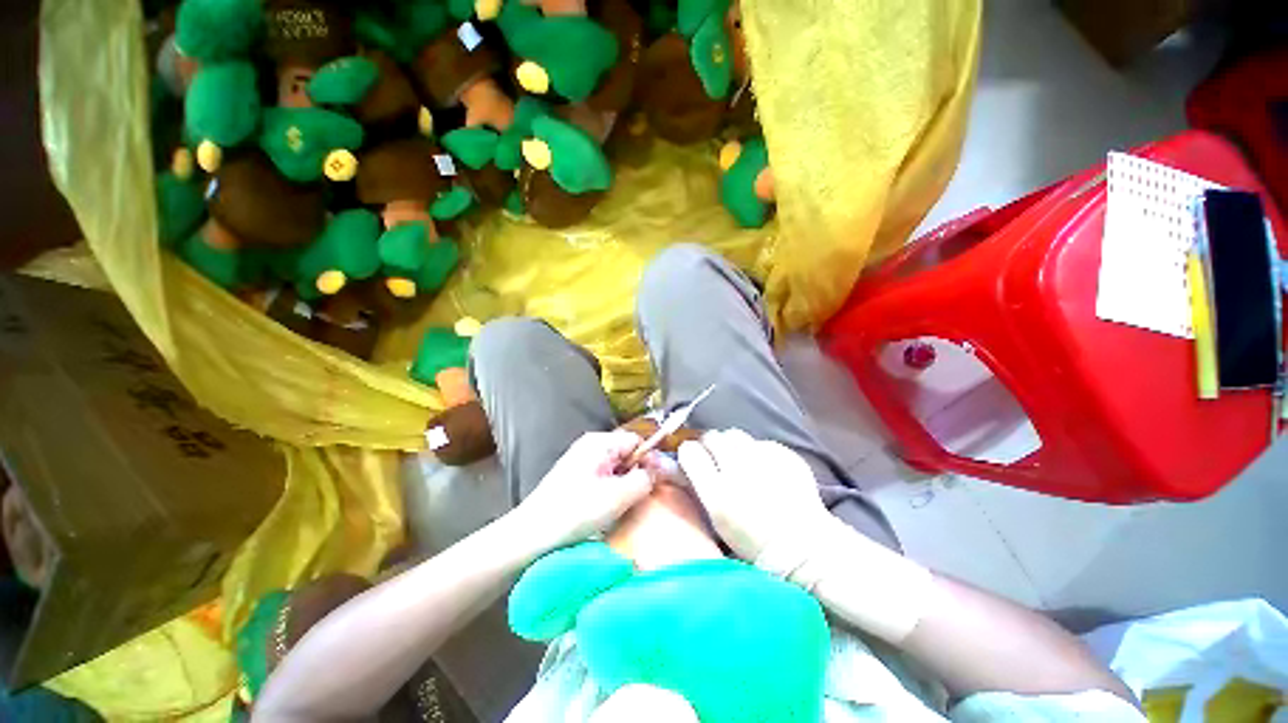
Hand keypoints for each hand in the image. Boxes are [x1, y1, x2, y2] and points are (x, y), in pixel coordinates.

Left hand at [514, 431, 658, 550]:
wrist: (530, 536)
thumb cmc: (574, 512)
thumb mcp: (617, 497)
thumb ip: (644, 479)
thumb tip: (658, 469)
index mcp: (600, 442)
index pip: (638, 440)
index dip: (649, 460)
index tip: (654, 484)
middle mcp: (591, 444)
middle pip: (627, 452)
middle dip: (635, 473)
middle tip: (635, 499)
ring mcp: (581, 459)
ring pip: (616, 466)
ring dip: (623, 484)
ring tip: (619, 506)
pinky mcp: (575, 475)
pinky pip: (603, 476)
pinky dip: (610, 489)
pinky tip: (604, 508)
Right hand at [677, 429, 830, 568]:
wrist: (804, 546)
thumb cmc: (754, 541)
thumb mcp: (716, 520)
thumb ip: (697, 486)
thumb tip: (674, 462)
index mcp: (718, 493)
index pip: (690, 451)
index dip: (689, 451)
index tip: (693, 457)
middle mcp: (739, 471)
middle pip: (712, 436)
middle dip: (710, 444)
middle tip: (717, 457)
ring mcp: (764, 459)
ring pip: (735, 434)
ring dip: (732, 444)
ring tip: (740, 459)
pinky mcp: (784, 454)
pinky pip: (760, 441)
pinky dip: (757, 450)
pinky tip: (765, 467)